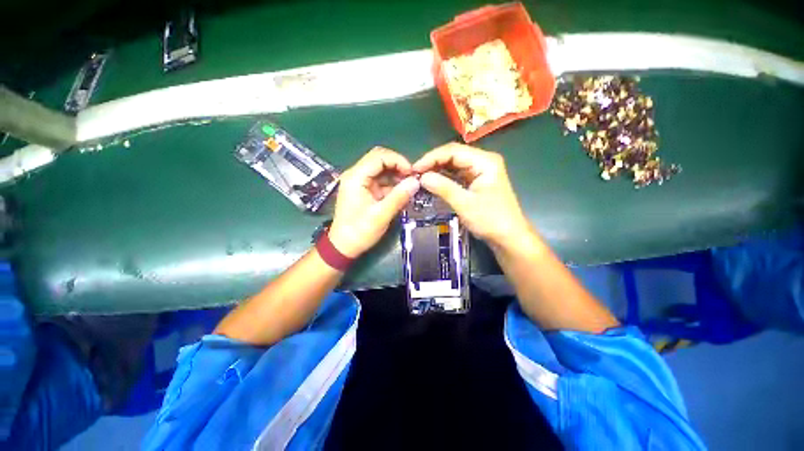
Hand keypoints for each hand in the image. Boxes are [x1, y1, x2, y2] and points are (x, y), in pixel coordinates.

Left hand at [329, 147, 419, 257]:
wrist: (344, 246)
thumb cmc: (360, 232)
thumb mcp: (381, 215)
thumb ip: (399, 197)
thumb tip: (416, 182)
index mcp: (356, 177)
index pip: (379, 156)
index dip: (398, 161)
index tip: (412, 173)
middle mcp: (356, 175)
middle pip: (380, 160)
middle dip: (398, 166)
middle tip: (412, 179)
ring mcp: (360, 183)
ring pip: (381, 170)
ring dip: (396, 175)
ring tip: (409, 186)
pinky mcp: (364, 191)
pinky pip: (381, 181)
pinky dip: (392, 185)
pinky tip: (402, 193)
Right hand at [413, 143, 530, 247]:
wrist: (508, 237)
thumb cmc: (491, 220)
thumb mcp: (465, 204)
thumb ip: (443, 188)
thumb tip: (422, 177)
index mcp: (484, 161)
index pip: (453, 151)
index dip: (431, 158)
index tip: (415, 169)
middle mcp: (482, 161)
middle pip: (453, 155)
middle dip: (433, 163)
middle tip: (415, 174)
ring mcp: (479, 171)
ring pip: (453, 165)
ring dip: (437, 170)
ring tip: (420, 178)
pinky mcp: (476, 181)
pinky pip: (456, 175)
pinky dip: (443, 178)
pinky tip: (432, 182)